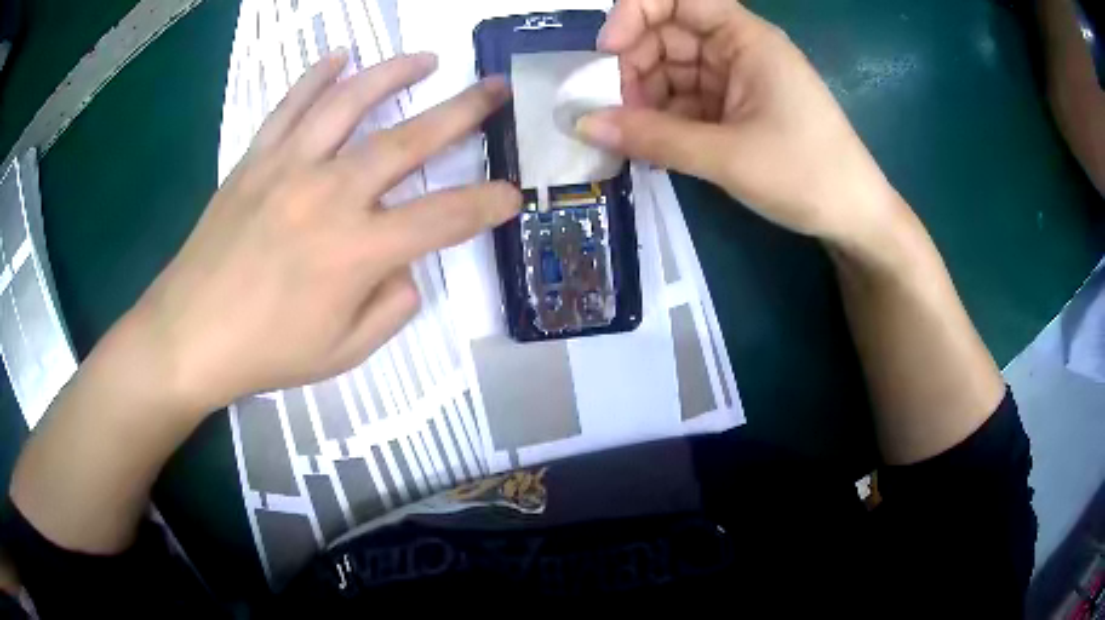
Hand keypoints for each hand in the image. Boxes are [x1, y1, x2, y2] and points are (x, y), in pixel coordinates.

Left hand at [126, 51, 519, 413]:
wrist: (188, 335)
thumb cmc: (265, 352)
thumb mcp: (343, 353)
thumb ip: (390, 308)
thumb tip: (404, 269)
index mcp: (358, 252)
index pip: (445, 218)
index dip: (487, 204)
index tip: (512, 194)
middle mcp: (330, 195)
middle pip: (410, 141)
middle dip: (464, 112)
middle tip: (495, 88)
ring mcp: (289, 168)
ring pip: (350, 103)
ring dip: (395, 74)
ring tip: (427, 59)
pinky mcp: (255, 160)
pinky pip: (290, 106)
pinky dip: (317, 77)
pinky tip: (340, 56)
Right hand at [578, 0, 901, 247]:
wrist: (854, 218)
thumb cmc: (806, 175)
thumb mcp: (727, 156)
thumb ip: (653, 137)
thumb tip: (582, 125)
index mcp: (746, 39)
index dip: (636, 13)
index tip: (608, 53)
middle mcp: (738, 50)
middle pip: (668, 35)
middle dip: (633, 66)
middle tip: (611, 111)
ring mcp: (737, 81)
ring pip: (672, 71)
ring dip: (644, 97)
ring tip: (629, 136)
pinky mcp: (735, 110)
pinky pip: (686, 101)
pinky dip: (663, 118)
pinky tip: (649, 143)